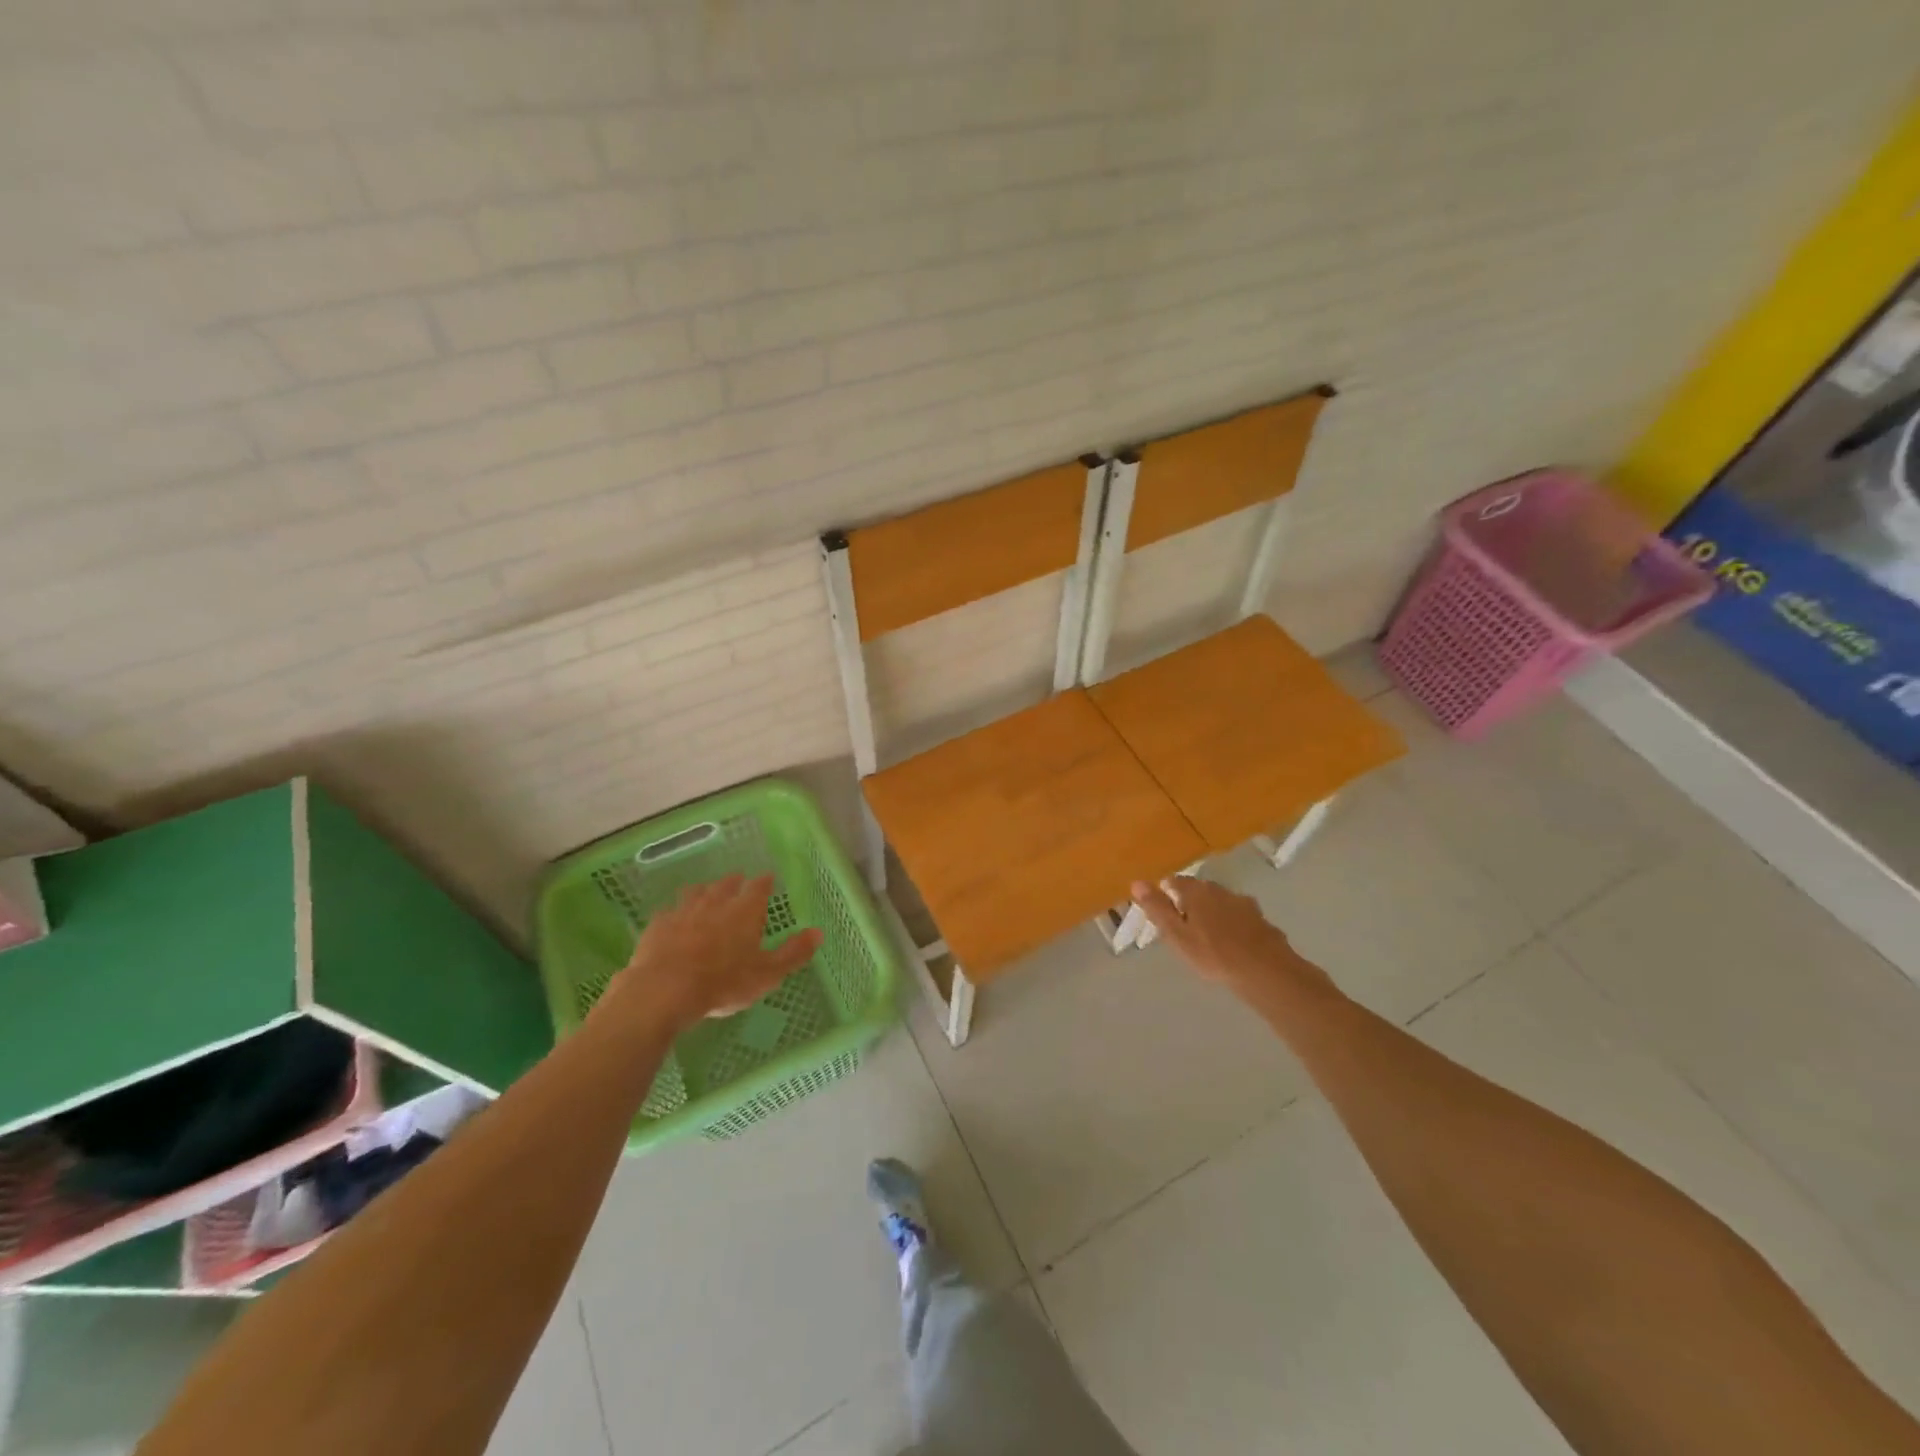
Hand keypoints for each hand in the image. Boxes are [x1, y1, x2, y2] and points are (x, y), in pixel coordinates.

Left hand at [593, 873, 822, 1033]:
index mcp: (745, 911)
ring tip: (706, 892)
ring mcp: (684, 911)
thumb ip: (793, 953)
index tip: (768, 878)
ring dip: (704, 891)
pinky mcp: (658, 925)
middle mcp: (716, 903)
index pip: (759, 887)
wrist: (664, 990)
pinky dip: (675, 913)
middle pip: (726, 884)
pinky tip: (673, 919)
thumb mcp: (767, 974)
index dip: (765, 882)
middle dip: (734, 881)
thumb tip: (819, 932)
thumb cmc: (724, 982)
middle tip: (738, 880)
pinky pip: (669, 912)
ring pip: (696, 893)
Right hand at [1128, 875, 1336, 1008]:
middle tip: (1183, 922)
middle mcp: (1220, 891)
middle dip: (1190, 901)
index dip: (1167, 892)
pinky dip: (1233, 924)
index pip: (1176, 881)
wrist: (1265, 971)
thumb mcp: (1176, 934)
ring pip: (1222, 902)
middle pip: (1200, 889)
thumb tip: (1137, 882)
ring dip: (1213, 912)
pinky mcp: (1262, 920)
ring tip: (1207, 933)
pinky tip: (1233, 942)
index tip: (1162, 908)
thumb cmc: (1213, 954)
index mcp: (1197, 892)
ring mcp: (1244, 904)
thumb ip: (1157, 908)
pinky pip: (1240, 917)